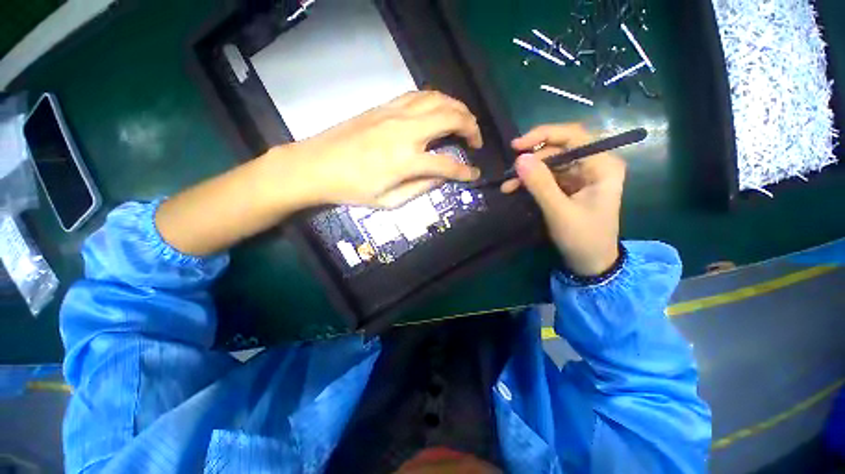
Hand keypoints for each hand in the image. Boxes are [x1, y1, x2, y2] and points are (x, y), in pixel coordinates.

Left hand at [280, 91, 482, 207]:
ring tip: (464, 121)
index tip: (475, 174)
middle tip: (476, 141)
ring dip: (458, 108)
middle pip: (451, 118)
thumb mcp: (389, 200)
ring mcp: (394, 114)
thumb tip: (442, 178)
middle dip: (472, 127)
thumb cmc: (352, 189)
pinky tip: (439, 110)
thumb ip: (421, 188)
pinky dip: (436, 100)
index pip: (448, 164)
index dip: (466, 171)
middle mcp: (405, 131)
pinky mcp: (385, 106)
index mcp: (406, 161)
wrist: (316, 165)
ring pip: (438, 99)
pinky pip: (418, 95)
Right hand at [501, 124, 625, 276]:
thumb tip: (519, 158)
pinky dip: (530, 181)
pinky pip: (547, 176)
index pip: (573, 136)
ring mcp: (581, 175)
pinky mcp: (570, 186)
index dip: (543, 136)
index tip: (516, 146)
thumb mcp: (559, 212)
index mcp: (602, 165)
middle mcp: (594, 164)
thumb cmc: (583, 238)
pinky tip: (515, 189)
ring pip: (550, 162)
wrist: (590, 263)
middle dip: (532, 160)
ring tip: (508, 186)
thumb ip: (540, 184)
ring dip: (528, 173)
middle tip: (510, 174)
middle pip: (559, 148)